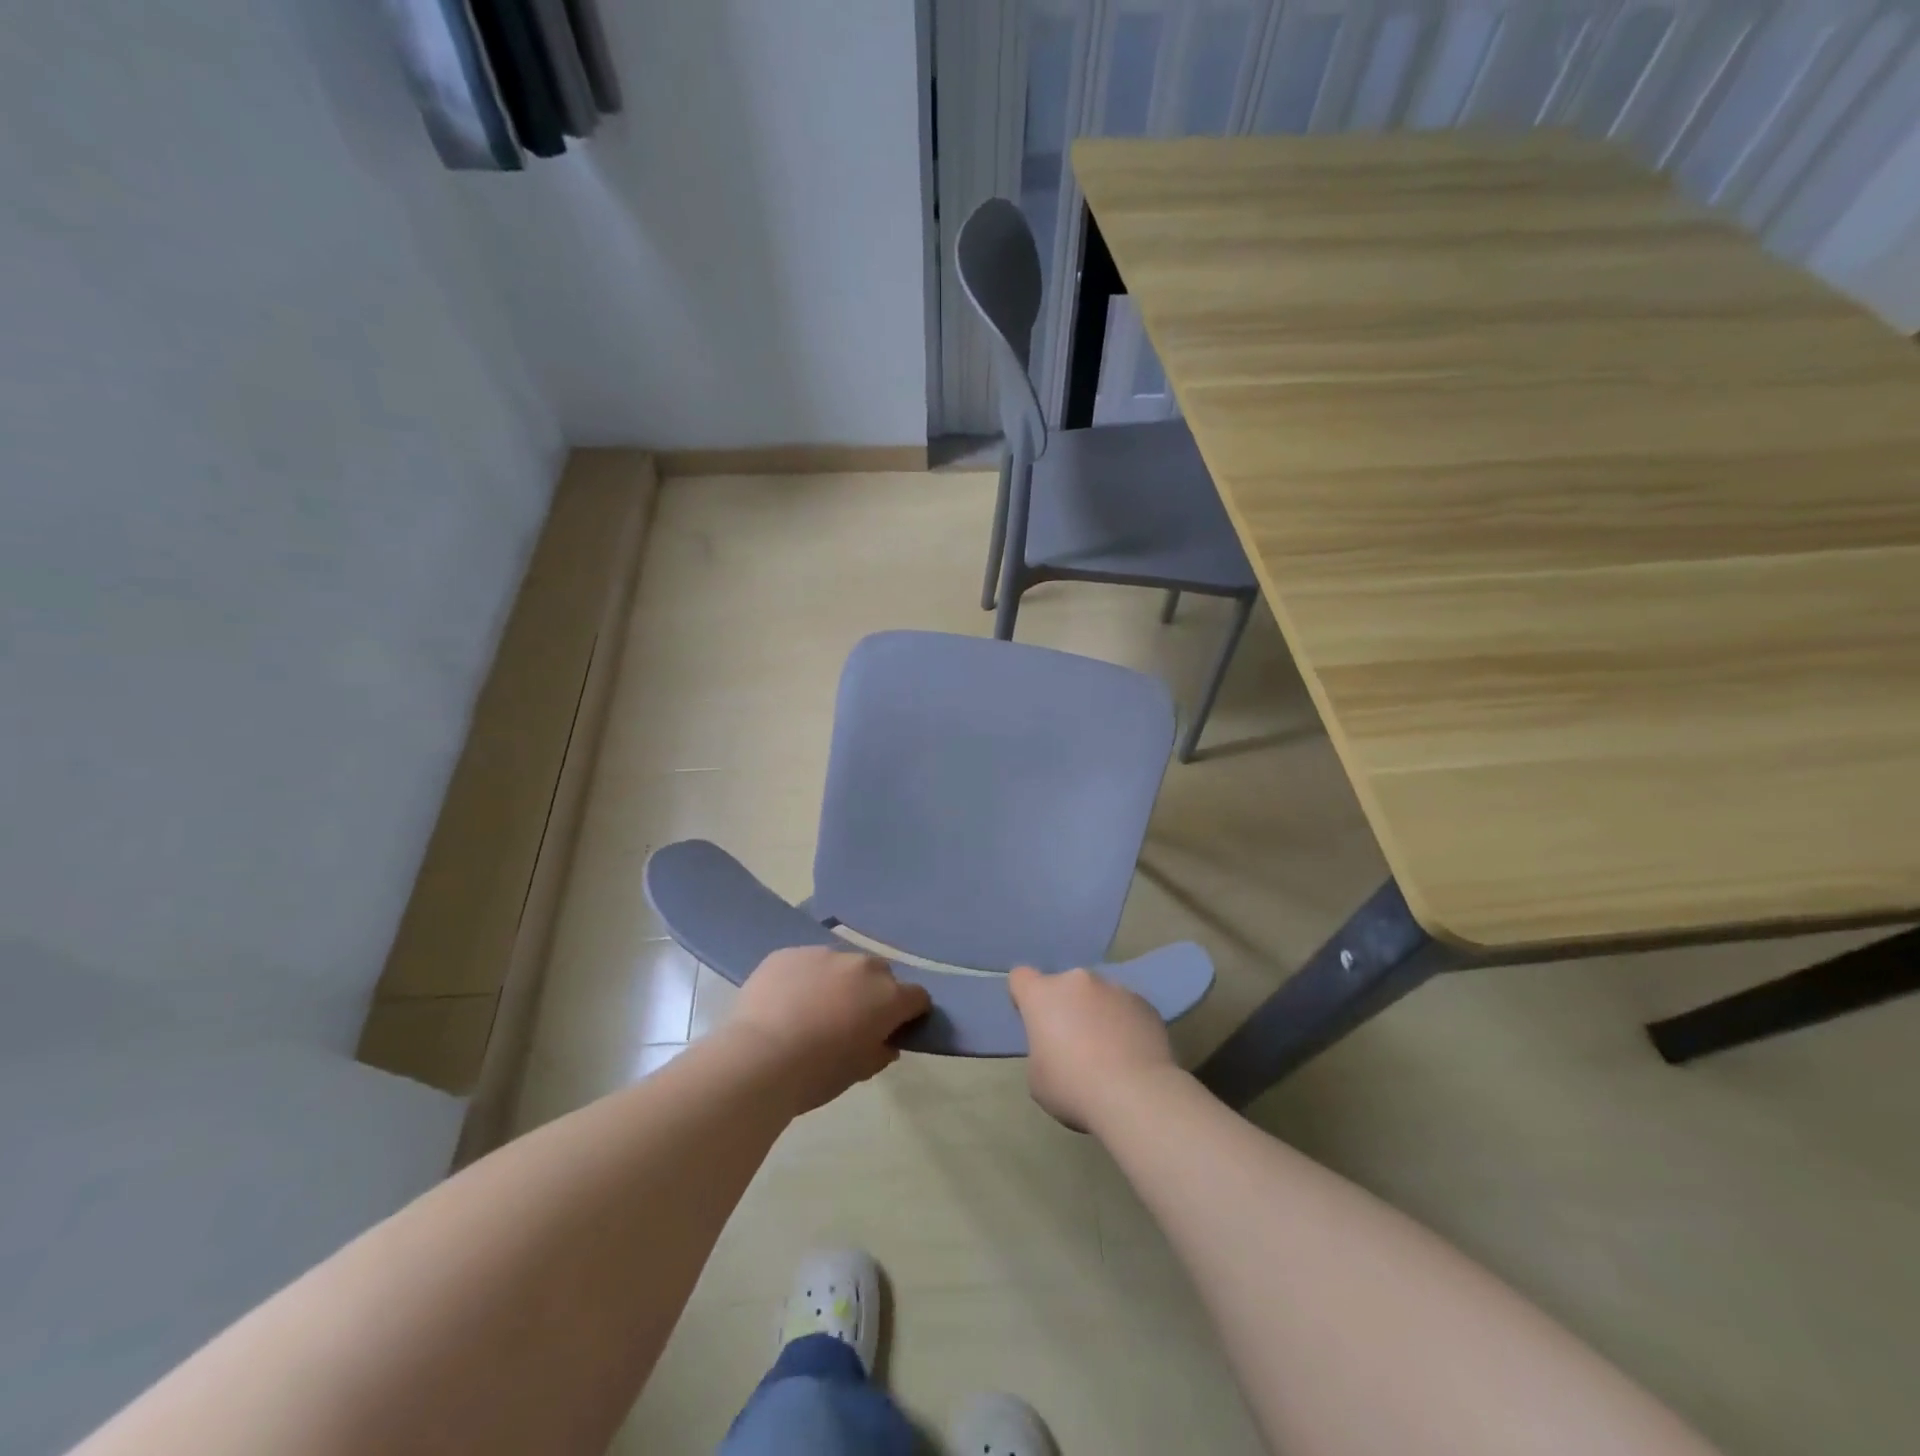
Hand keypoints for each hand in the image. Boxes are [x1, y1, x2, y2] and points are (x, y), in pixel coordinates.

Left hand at [727, 947, 930, 1113]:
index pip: (917, 997)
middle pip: (879, 974)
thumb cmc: (817, 1074)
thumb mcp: (859, 1072)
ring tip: (812, 1010)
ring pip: (840, 964)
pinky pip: (805, 962)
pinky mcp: (789, 952)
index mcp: (888, 996)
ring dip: (836, 982)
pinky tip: (784, 1002)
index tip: (895, 1030)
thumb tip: (885, 1043)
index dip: (910, 1014)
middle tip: (851, 1020)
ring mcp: (823, 953)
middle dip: (873, 993)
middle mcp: (861, 966)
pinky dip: (803, 978)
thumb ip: (880, 1052)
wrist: (759, 1058)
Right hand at [1008, 966, 1177, 1131]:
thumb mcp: (1038, 1077)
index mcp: (1042, 994)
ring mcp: (1114, 987)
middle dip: (1066, 1006)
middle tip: (1074, 1043)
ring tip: (1109, 1051)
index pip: (1021, 977)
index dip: (1024, 997)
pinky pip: (1126, 1008)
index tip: (1034, 1021)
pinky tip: (1132, 1054)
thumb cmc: (1073, 1087)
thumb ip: (1042, 1049)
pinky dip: (1125, 1023)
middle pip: (1064, 986)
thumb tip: (1060, 1047)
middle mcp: (1077, 980)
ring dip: (1097, 1013)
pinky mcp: (1144, 1002)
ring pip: (1098, 995)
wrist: (1135, 1095)